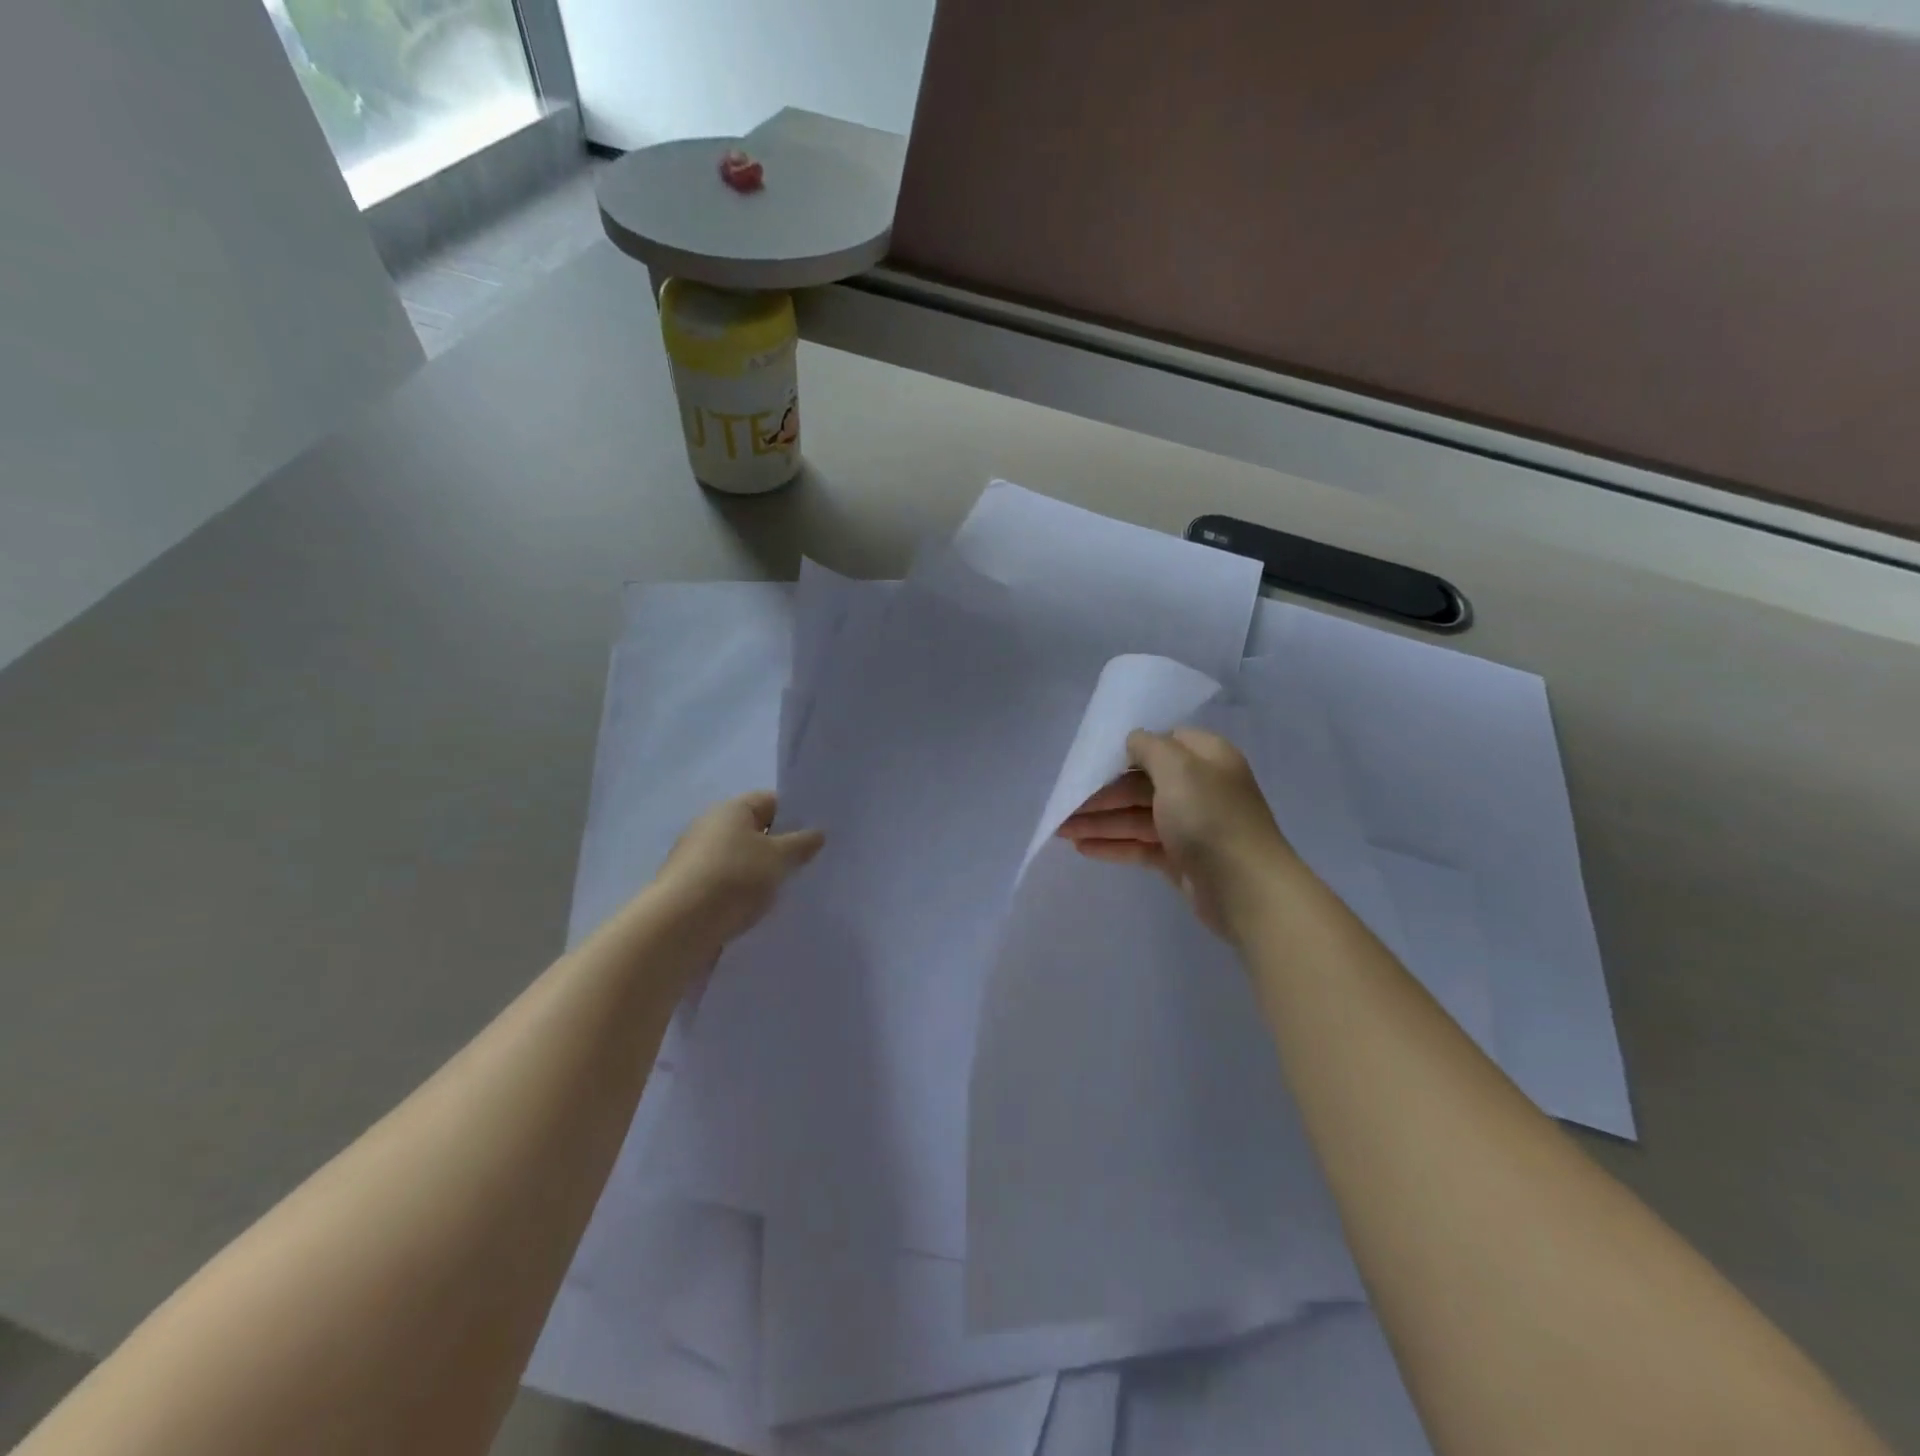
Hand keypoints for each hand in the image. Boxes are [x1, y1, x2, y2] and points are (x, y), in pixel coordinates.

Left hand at [653, 791, 824, 948]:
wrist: (680, 927)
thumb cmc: (734, 878)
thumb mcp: (778, 858)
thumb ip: (801, 844)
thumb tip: (817, 833)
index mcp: (731, 810)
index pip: (770, 801)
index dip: (796, 815)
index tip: (818, 836)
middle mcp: (710, 828)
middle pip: (755, 831)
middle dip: (781, 847)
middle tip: (810, 864)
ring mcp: (697, 860)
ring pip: (742, 860)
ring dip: (763, 873)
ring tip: (789, 890)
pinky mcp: (692, 890)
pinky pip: (728, 884)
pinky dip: (744, 893)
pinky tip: (761, 909)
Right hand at [1057, 728, 1291, 939]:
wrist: (1246, 889)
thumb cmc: (1210, 818)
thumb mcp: (1179, 768)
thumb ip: (1150, 748)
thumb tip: (1133, 740)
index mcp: (1206, 758)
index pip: (1163, 743)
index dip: (1127, 750)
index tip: (1093, 759)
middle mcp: (1199, 788)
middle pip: (1141, 783)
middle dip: (1102, 793)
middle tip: (1064, 803)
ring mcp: (1190, 826)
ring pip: (1137, 816)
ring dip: (1100, 821)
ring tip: (1060, 831)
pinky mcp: (1181, 859)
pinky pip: (1140, 845)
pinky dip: (1113, 844)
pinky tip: (1082, 848)